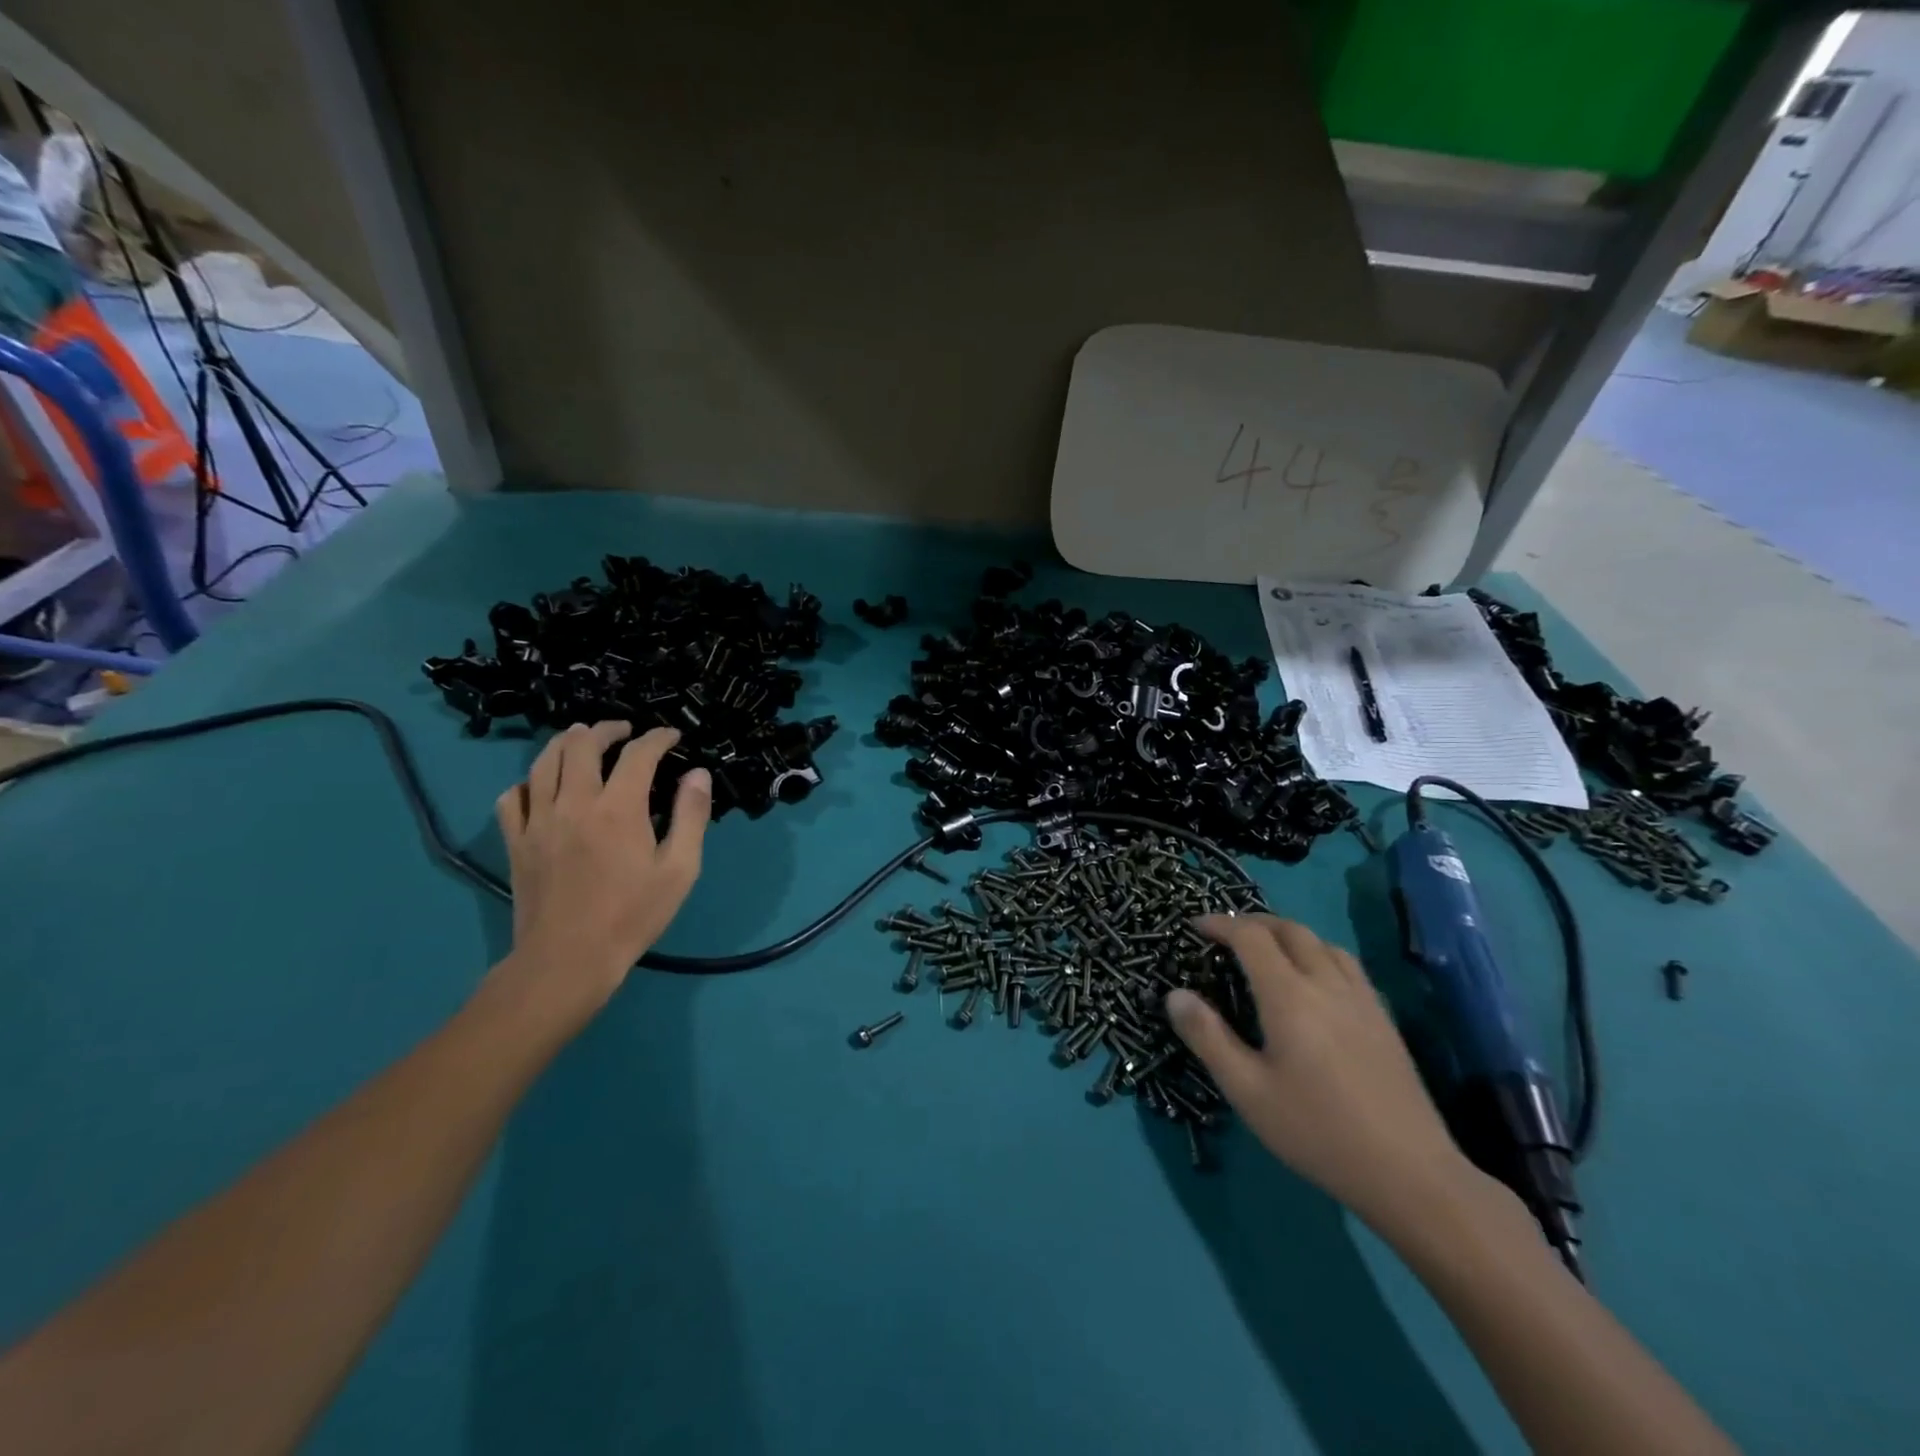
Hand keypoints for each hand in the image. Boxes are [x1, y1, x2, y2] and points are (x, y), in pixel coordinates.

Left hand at [492, 722, 710, 1017]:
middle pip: (581, 744)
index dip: (658, 738)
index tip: (672, 736)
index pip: (638, 753)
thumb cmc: (632, 915)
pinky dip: (530, 781)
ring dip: (566, 742)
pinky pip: (513, 796)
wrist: (568, 960)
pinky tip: (544, 787)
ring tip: (582, 740)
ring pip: (543, 761)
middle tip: (625, 731)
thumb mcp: (680, 870)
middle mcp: (574, 803)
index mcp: (618, 809)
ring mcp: (538, 821)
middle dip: (607, 729)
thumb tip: (697, 774)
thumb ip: (690, 816)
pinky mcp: (515, 841)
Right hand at [1167, 915, 1480, 1237]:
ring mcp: (1362, 998)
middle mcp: (1326, 983)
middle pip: (1289, 929)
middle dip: (1253, 922)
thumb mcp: (1247, 1090)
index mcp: (1289, 995)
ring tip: (1268, 951)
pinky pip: (1347, 964)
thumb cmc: (1317, 1131)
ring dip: (1289, 934)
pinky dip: (1319, 953)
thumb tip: (1175, 994)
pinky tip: (1315, 981)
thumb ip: (1208, 1037)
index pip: (1251, 937)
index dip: (1220, 924)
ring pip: (1323, 942)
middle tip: (1226, 934)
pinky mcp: (1384, 1018)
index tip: (1195, 927)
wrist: (1409, 1173)